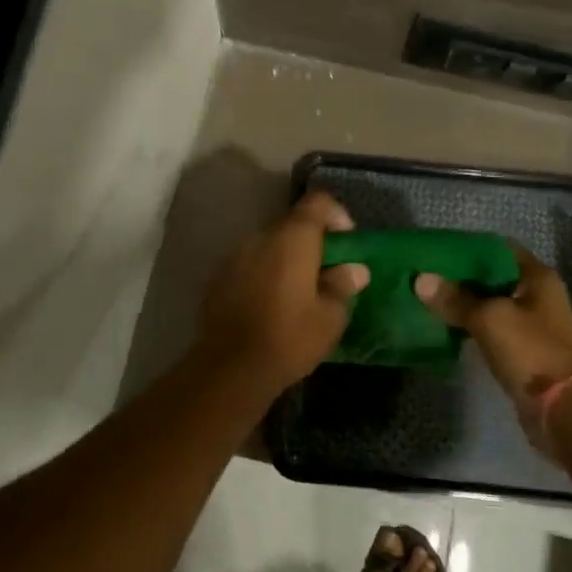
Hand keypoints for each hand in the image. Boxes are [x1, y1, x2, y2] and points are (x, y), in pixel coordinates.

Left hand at [196, 191, 369, 390]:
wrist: (229, 369)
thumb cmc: (289, 338)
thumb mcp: (330, 317)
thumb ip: (343, 285)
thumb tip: (353, 269)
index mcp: (292, 238)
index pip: (317, 202)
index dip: (336, 215)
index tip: (345, 243)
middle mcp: (261, 238)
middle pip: (291, 224)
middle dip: (311, 243)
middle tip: (326, 274)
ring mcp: (234, 257)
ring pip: (269, 246)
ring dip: (286, 260)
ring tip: (298, 293)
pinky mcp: (217, 279)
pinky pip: (249, 266)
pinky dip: (264, 275)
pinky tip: (270, 306)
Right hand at [415, 246, 571, 453]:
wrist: (563, 410)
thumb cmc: (531, 352)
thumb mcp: (489, 319)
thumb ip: (456, 299)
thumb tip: (421, 279)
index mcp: (538, 277)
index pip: (499, 249)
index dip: (469, 248)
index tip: (438, 250)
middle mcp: (539, 295)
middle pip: (495, 277)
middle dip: (463, 277)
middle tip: (427, 275)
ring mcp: (533, 324)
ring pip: (492, 304)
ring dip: (466, 303)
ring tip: (430, 299)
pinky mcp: (525, 351)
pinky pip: (493, 329)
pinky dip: (473, 326)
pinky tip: (447, 326)